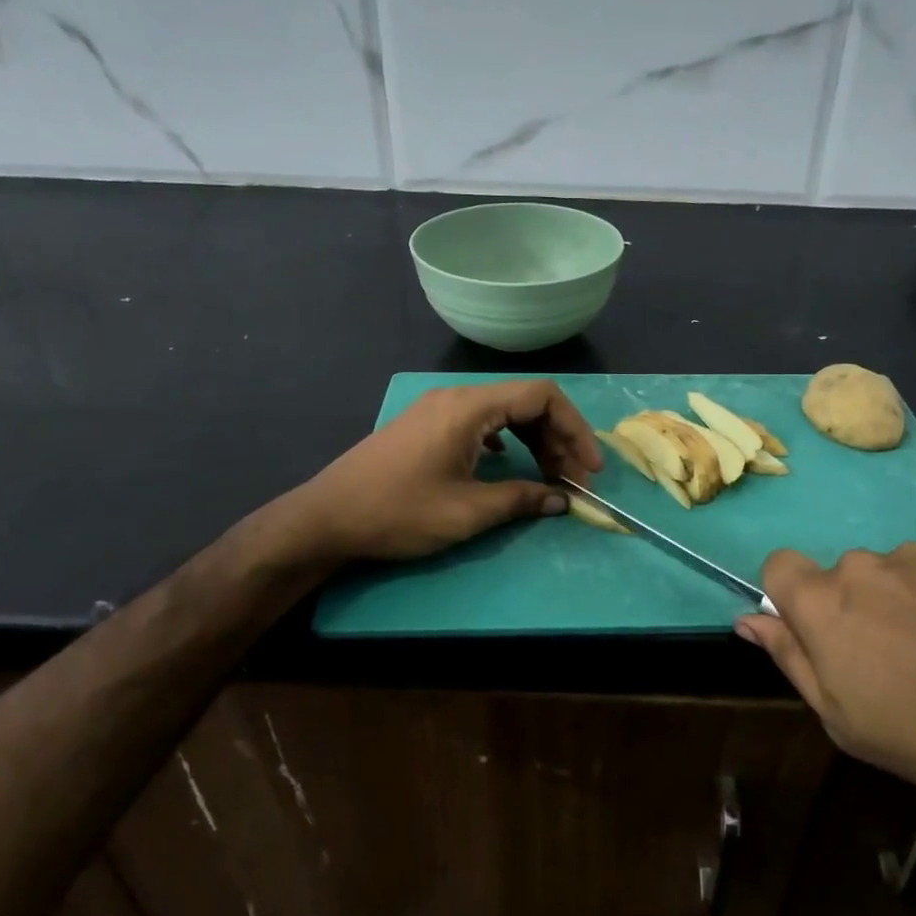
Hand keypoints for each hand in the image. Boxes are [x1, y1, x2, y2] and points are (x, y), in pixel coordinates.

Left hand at [301, 380, 602, 562]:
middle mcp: (456, 396)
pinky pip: (482, 421)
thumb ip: (521, 500)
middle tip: (574, 480)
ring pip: (505, 412)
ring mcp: (439, 408)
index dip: (575, 429)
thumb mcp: (467, 512)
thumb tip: (561, 500)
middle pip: (526, 402)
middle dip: (558, 439)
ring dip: (534, 441)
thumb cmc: (398, 512)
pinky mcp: (427, 425)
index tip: (590, 468)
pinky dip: (508, 441)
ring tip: (550, 476)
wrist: (326, 519)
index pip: (542, 396)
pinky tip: (510, 464)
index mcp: (470, 407)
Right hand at [736, 542, 915, 814]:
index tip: (821, 634)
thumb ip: (789, 658)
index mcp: (824, 604)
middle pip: (843, 576)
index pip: (779, 566)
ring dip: (906, 601)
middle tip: (898, 661)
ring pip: (894, 572)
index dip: (791, 597)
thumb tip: (749, 619)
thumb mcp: (844, 720)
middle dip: (857, 609)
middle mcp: (865, 564)